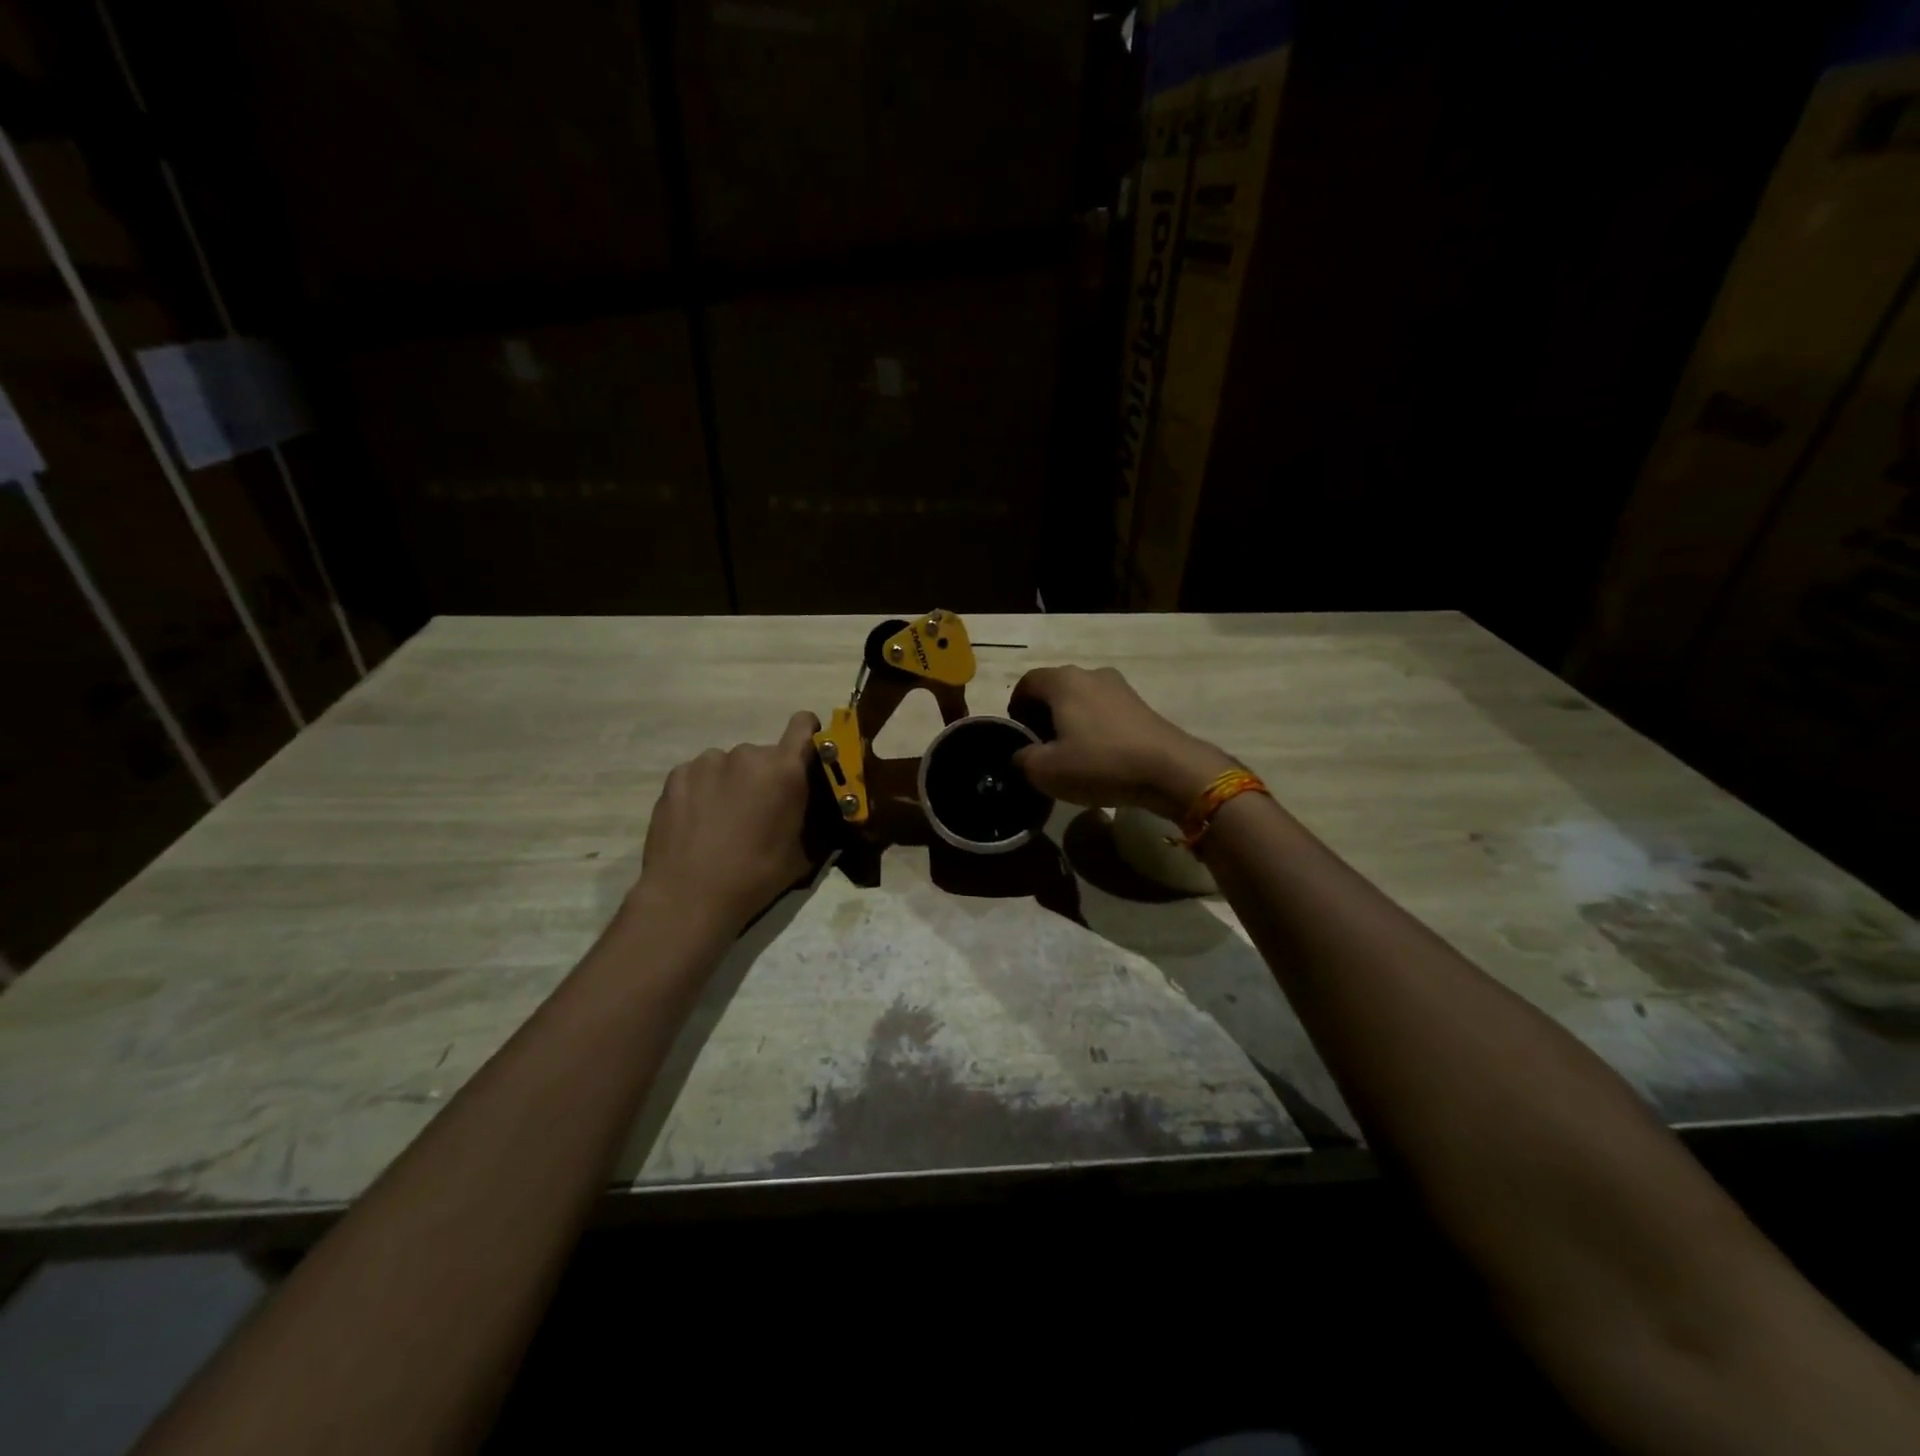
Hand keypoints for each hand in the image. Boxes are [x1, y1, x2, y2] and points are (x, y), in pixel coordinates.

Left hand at [635, 711, 821, 934]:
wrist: (689, 895)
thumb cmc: (755, 876)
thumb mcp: (803, 854)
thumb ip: (814, 822)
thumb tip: (820, 813)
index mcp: (784, 770)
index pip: (804, 725)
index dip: (809, 735)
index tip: (805, 758)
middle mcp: (748, 754)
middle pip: (766, 755)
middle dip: (767, 776)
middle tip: (760, 811)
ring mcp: (708, 761)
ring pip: (731, 764)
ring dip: (734, 782)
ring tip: (724, 819)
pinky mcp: (678, 774)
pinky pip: (701, 774)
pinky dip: (704, 790)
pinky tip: (699, 821)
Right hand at [1009, 666, 1235, 821]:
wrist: (1170, 770)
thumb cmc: (1100, 763)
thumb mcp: (1045, 770)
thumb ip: (1022, 759)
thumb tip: (1021, 754)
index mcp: (1063, 681)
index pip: (1027, 683)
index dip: (1016, 707)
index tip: (1018, 735)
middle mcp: (1090, 674)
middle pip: (1055, 689)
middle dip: (1042, 714)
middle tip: (1039, 746)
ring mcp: (1120, 687)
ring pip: (1081, 699)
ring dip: (1068, 721)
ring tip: (1068, 754)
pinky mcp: (1140, 705)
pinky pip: (1104, 711)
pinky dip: (1093, 727)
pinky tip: (1097, 756)